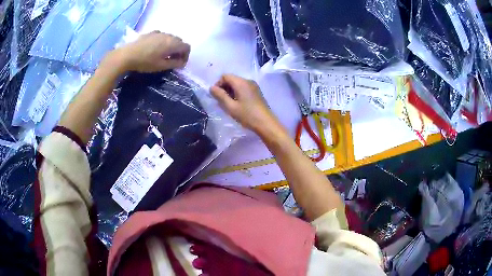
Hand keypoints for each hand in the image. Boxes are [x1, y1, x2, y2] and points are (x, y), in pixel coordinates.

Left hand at [107, 31, 190, 72]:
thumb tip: (182, 62)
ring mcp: (159, 32)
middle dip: (179, 50)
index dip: (186, 56)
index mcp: (173, 43)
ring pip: (171, 38)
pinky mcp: (151, 32)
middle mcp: (168, 35)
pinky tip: (155, 48)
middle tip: (172, 60)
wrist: (127, 55)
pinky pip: (162, 36)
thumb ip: (174, 63)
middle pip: (180, 41)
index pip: (187, 47)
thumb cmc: (145, 62)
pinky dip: (162, 42)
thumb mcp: (161, 66)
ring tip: (163, 54)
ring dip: (171, 46)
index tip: (180, 64)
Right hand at [210, 74, 281, 134]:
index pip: (225, 76)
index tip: (216, 96)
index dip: (218, 84)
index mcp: (241, 82)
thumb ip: (220, 95)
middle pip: (231, 79)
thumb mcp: (230, 106)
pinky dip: (237, 93)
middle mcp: (248, 81)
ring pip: (237, 84)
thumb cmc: (247, 115)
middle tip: (221, 101)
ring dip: (230, 91)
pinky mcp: (256, 92)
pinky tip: (237, 104)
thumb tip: (211, 88)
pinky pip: (243, 88)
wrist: (266, 123)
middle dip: (224, 88)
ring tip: (228, 104)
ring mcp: (253, 86)